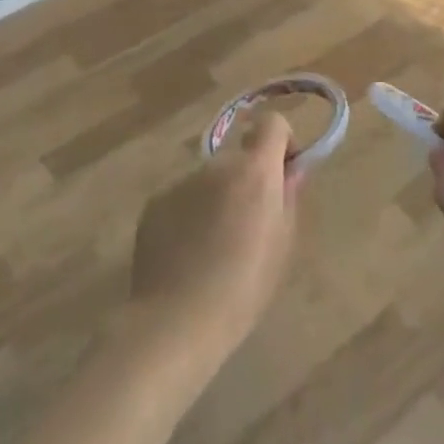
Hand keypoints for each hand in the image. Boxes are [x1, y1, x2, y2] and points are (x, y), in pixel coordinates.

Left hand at [129, 114, 300, 363]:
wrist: (178, 320)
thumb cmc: (245, 286)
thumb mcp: (283, 243)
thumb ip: (288, 198)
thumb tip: (289, 172)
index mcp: (254, 171)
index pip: (271, 123)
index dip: (281, 142)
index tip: (283, 175)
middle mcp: (216, 166)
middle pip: (239, 157)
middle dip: (248, 178)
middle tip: (250, 223)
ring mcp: (180, 183)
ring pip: (209, 180)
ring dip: (217, 197)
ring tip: (214, 245)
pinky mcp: (154, 204)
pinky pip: (183, 199)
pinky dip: (190, 215)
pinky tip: (188, 254)